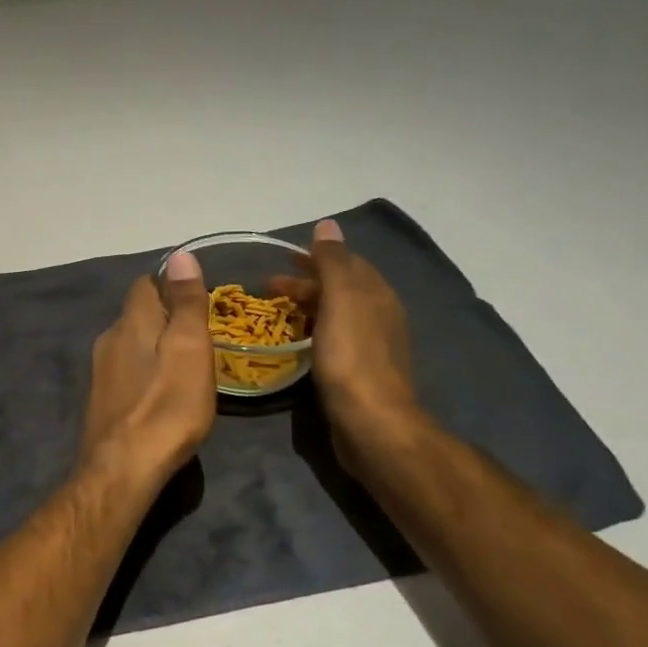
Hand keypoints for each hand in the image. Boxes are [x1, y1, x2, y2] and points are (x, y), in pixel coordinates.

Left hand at [79, 252, 216, 486]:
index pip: (144, 285)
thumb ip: (185, 302)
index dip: (170, 286)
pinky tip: (162, 395)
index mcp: (130, 322)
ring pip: (130, 345)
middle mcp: (108, 340)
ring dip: (155, 348)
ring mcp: (101, 373)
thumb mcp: (189, 348)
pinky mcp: (101, 402)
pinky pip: (126, 374)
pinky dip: (145, 374)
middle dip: (164, 319)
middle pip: (137, 315)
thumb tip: (180, 255)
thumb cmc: (166, 405)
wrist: (123, 468)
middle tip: (200, 337)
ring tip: (186, 367)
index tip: (197, 301)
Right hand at [270, 220, 422, 471]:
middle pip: (340, 288)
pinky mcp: (358, 373)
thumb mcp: (341, 300)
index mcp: (377, 295)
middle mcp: (379, 316)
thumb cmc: (352, 357)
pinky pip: (332, 339)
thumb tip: (327, 224)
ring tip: (276, 312)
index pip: (347, 263)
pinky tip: (295, 342)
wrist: (371, 422)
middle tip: (269, 286)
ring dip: (307, 306)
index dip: (316, 256)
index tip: (284, 257)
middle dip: (307, 282)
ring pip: (335, 314)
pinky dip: (312, 331)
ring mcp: (370, 346)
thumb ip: (333, 261)